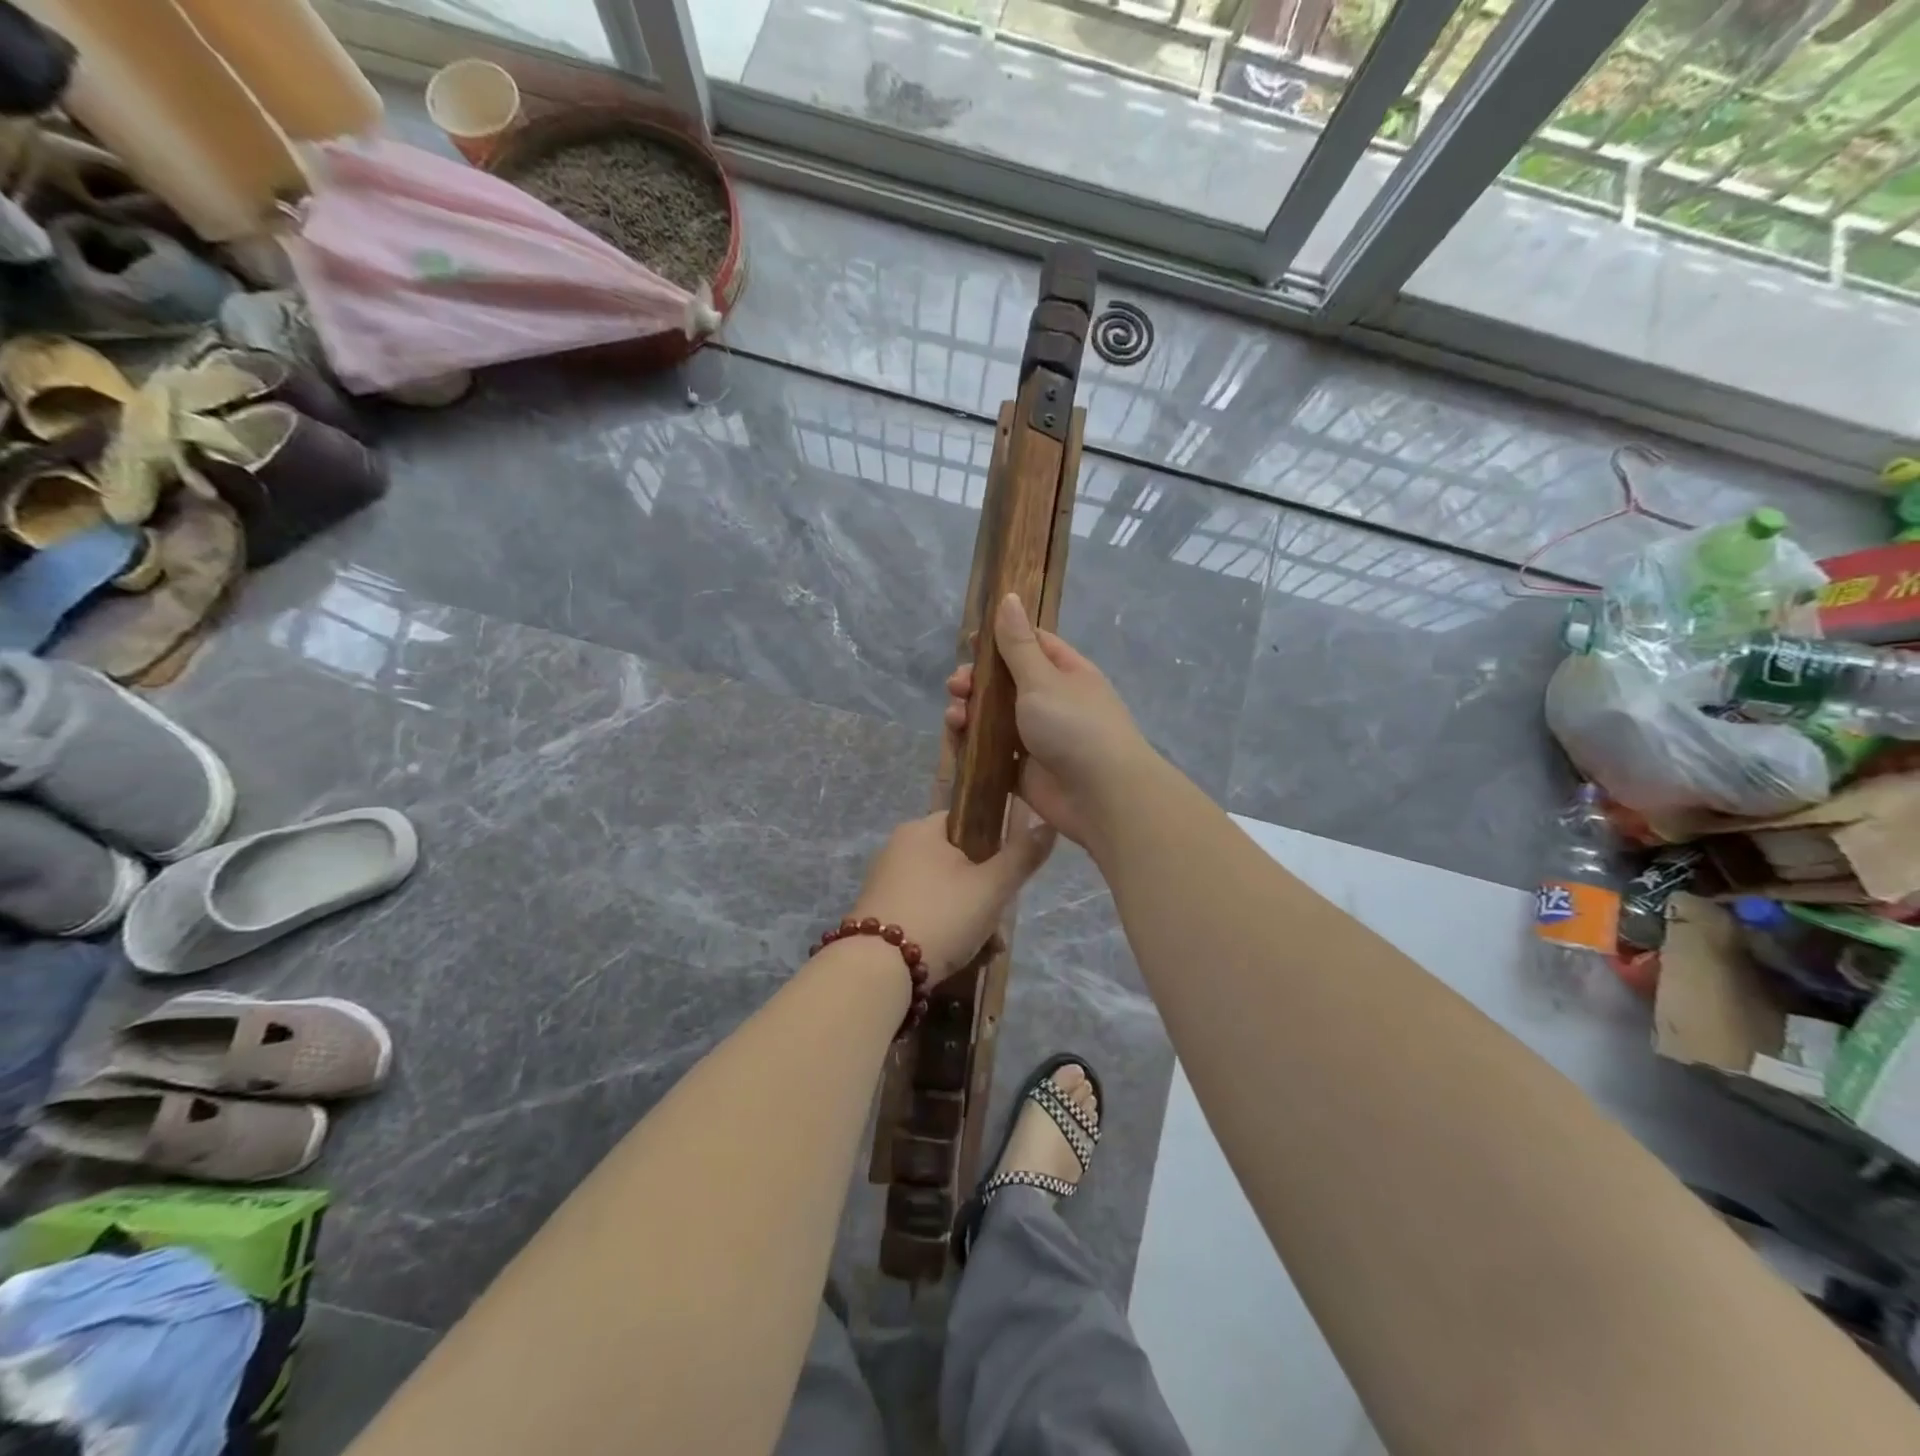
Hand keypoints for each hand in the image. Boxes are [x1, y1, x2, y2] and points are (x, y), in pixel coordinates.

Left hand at [849, 810, 1055, 986]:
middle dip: (984, 895)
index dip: (993, 844)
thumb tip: (1048, 824)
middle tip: (997, 922)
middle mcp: (897, 849)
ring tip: (985, 949)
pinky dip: (943, 931)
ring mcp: (885, 883)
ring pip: (943, 893)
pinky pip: (923, 913)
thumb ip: (1022, 856)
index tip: (1006, 876)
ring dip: (969, 919)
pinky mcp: (879, 915)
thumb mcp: (992, 887)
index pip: (965, 821)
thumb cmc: (940, 915)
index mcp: (921, 831)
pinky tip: (960, 958)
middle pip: (957, 863)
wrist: (878, 970)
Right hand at [944, 594, 1153, 847]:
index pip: (1030, 644)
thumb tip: (1010, 596)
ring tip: (956, 717)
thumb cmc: (1074, 726)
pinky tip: (957, 742)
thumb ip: (1018, 644)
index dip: (998, 640)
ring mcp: (1036, 738)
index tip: (969, 643)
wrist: (1101, 796)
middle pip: (1004, 683)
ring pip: (993, 719)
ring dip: (969, 714)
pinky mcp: (1022, 771)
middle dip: (976, 682)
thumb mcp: (1042, 678)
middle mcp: (1051, 702)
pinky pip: (990, 753)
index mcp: (1064, 672)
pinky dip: (972, 747)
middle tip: (958, 686)